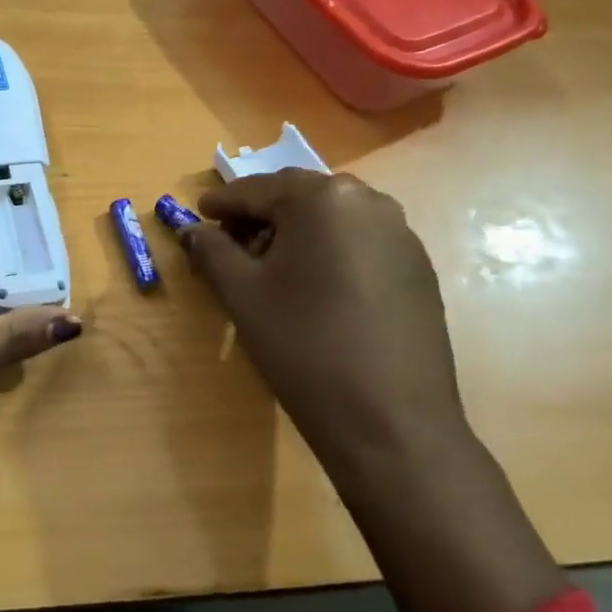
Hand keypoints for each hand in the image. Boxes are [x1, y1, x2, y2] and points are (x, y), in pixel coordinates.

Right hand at [180, 171, 564, 611]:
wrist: (390, 422)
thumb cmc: (303, 346)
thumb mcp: (242, 294)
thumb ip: (212, 251)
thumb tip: (193, 231)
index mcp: (322, 199)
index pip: (258, 189)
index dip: (222, 203)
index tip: (198, 214)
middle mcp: (368, 202)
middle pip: (298, 197)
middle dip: (260, 214)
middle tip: (229, 241)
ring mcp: (400, 235)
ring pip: (332, 218)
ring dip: (296, 232)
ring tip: (269, 266)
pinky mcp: (418, 268)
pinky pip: (360, 242)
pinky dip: (329, 250)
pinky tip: (313, 285)